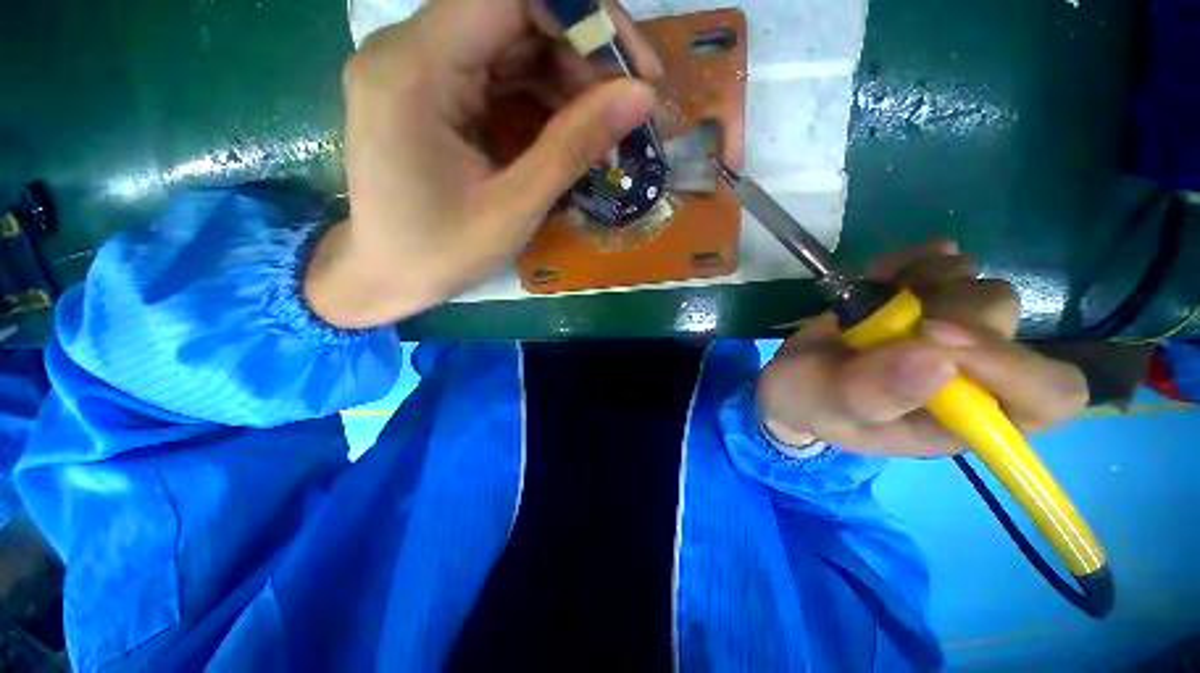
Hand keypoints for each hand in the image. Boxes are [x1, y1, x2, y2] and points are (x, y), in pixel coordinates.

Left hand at [305, 0, 660, 327]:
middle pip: (513, 15)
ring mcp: (419, 69)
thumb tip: (641, 96)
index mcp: (415, 70)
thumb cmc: (442, 253)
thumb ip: (574, 146)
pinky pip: (498, 74)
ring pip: (511, 44)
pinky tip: (571, 131)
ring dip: (567, 79)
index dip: (585, 15)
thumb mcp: (514, 208)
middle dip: (583, 54)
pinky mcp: (433, 92)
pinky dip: (542, 98)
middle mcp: (409, 50)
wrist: (386, 276)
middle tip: (628, 105)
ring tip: (605, 128)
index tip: (636, 67)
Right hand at [757, 240, 1088, 456]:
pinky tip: (883, 274)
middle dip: (946, 311)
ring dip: (928, 282)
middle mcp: (976, 374)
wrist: (794, 376)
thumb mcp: (829, 406)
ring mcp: (956, 332)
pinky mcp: (930, 299)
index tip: (932, 335)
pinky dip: (917, 259)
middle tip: (888, 314)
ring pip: (981, 287)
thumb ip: (874, 394)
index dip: (1010, 363)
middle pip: (1008, 324)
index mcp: (966, 418)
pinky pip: (949, 261)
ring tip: (877, 298)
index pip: (1046, 396)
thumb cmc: (812, 402)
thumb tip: (937, 360)